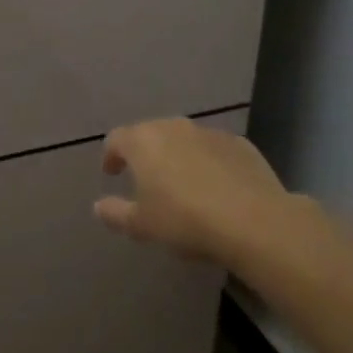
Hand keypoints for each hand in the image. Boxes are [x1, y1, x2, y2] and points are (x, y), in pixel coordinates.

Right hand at [93, 118, 292, 271]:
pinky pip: (214, 150)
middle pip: (150, 134)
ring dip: (178, 156)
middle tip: (146, 179)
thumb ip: (115, 213)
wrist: (255, 223)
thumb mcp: (142, 226)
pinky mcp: (240, 144)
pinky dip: (209, 162)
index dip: (111, 156)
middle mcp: (172, 127)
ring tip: (183, 184)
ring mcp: (208, 133)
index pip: (116, 140)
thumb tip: (98, 206)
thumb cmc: (185, 220)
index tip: (112, 173)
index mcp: (142, 141)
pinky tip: (217, 187)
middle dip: (145, 154)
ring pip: (184, 140)